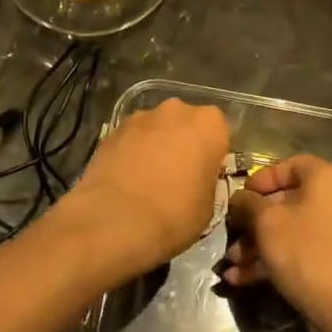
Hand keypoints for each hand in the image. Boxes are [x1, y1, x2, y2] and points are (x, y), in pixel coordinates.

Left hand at [57, 99, 229, 280]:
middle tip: (179, 175)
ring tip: (148, 179)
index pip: (221, 131)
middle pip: (186, 123)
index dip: (214, 153)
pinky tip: (127, 179)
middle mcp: (175, 110)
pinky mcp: (111, 129)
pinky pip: (131, 139)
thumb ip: (207, 180)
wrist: (114, 221)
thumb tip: (196, 178)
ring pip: (156, 128)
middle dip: (183, 143)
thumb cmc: (174, 214)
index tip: (207, 174)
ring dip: (156, 145)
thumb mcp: (208, 206)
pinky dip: (132, 152)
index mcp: (209, 124)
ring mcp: (140, 117)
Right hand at [224, 155, 331, 331]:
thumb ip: (247, 203)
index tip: (242, 195)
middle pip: (287, 202)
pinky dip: (272, 261)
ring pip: (289, 230)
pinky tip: (240, 279)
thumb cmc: (303, 250)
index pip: (292, 165)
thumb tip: (239, 198)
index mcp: (326, 181)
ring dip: (257, 245)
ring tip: (231, 263)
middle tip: (232, 232)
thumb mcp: (266, 221)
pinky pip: (299, 251)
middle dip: (253, 221)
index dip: (263, 178)